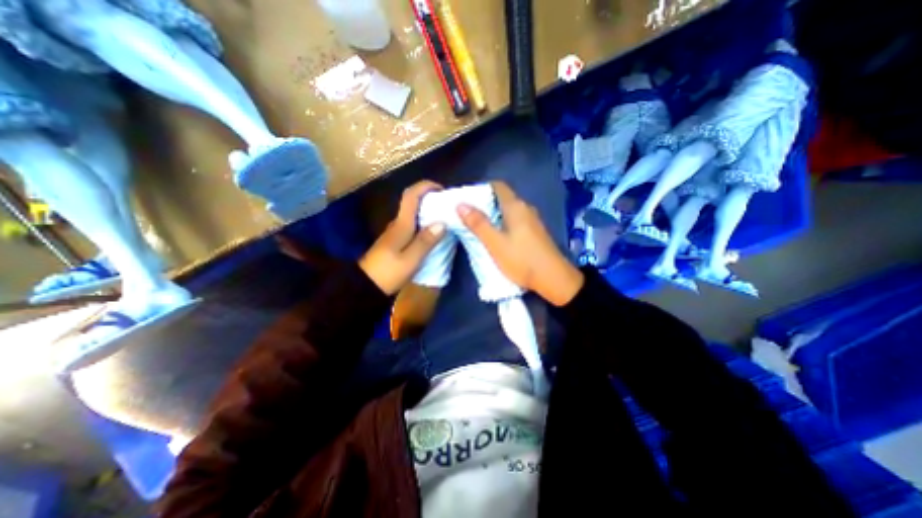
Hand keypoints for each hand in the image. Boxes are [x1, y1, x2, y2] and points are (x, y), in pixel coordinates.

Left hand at [359, 180, 446, 294]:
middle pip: (413, 202)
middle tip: (448, 206)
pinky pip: (412, 224)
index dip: (425, 186)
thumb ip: (426, 241)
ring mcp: (395, 232)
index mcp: (401, 224)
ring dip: (428, 211)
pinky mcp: (396, 241)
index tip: (442, 189)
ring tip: (445, 218)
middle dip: (430, 198)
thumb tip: (442, 223)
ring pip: (413, 214)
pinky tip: (433, 233)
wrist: (365, 286)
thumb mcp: (410, 259)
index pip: (411, 196)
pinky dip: (424, 223)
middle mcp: (398, 224)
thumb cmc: (388, 272)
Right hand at [459, 182, 582, 305]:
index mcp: (516, 207)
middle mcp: (526, 209)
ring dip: (494, 215)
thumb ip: (478, 224)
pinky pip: (515, 221)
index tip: (467, 199)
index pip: (498, 186)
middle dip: (485, 203)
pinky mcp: (535, 232)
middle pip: (503, 198)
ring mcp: (533, 221)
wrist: (554, 279)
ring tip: (478, 226)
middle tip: (468, 215)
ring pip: (509, 211)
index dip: (481, 189)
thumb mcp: (495, 243)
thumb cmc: (521, 260)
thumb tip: (461, 204)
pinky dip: (503, 224)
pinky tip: (497, 236)